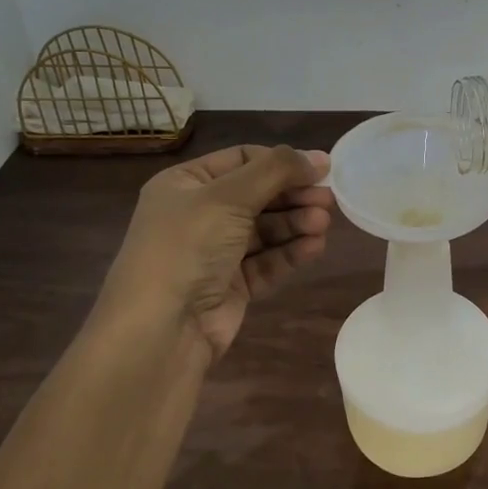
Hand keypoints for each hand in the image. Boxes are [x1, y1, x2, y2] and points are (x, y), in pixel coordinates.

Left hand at [100, 144, 332, 361]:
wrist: (160, 331)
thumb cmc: (187, 247)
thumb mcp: (228, 197)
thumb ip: (276, 171)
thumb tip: (318, 157)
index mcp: (185, 184)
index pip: (241, 160)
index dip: (281, 162)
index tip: (320, 168)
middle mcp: (198, 214)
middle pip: (258, 194)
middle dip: (293, 195)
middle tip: (328, 199)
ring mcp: (214, 252)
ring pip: (265, 229)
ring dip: (296, 223)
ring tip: (323, 224)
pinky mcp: (231, 286)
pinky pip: (267, 261)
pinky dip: (291, 252)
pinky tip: (315, 247)